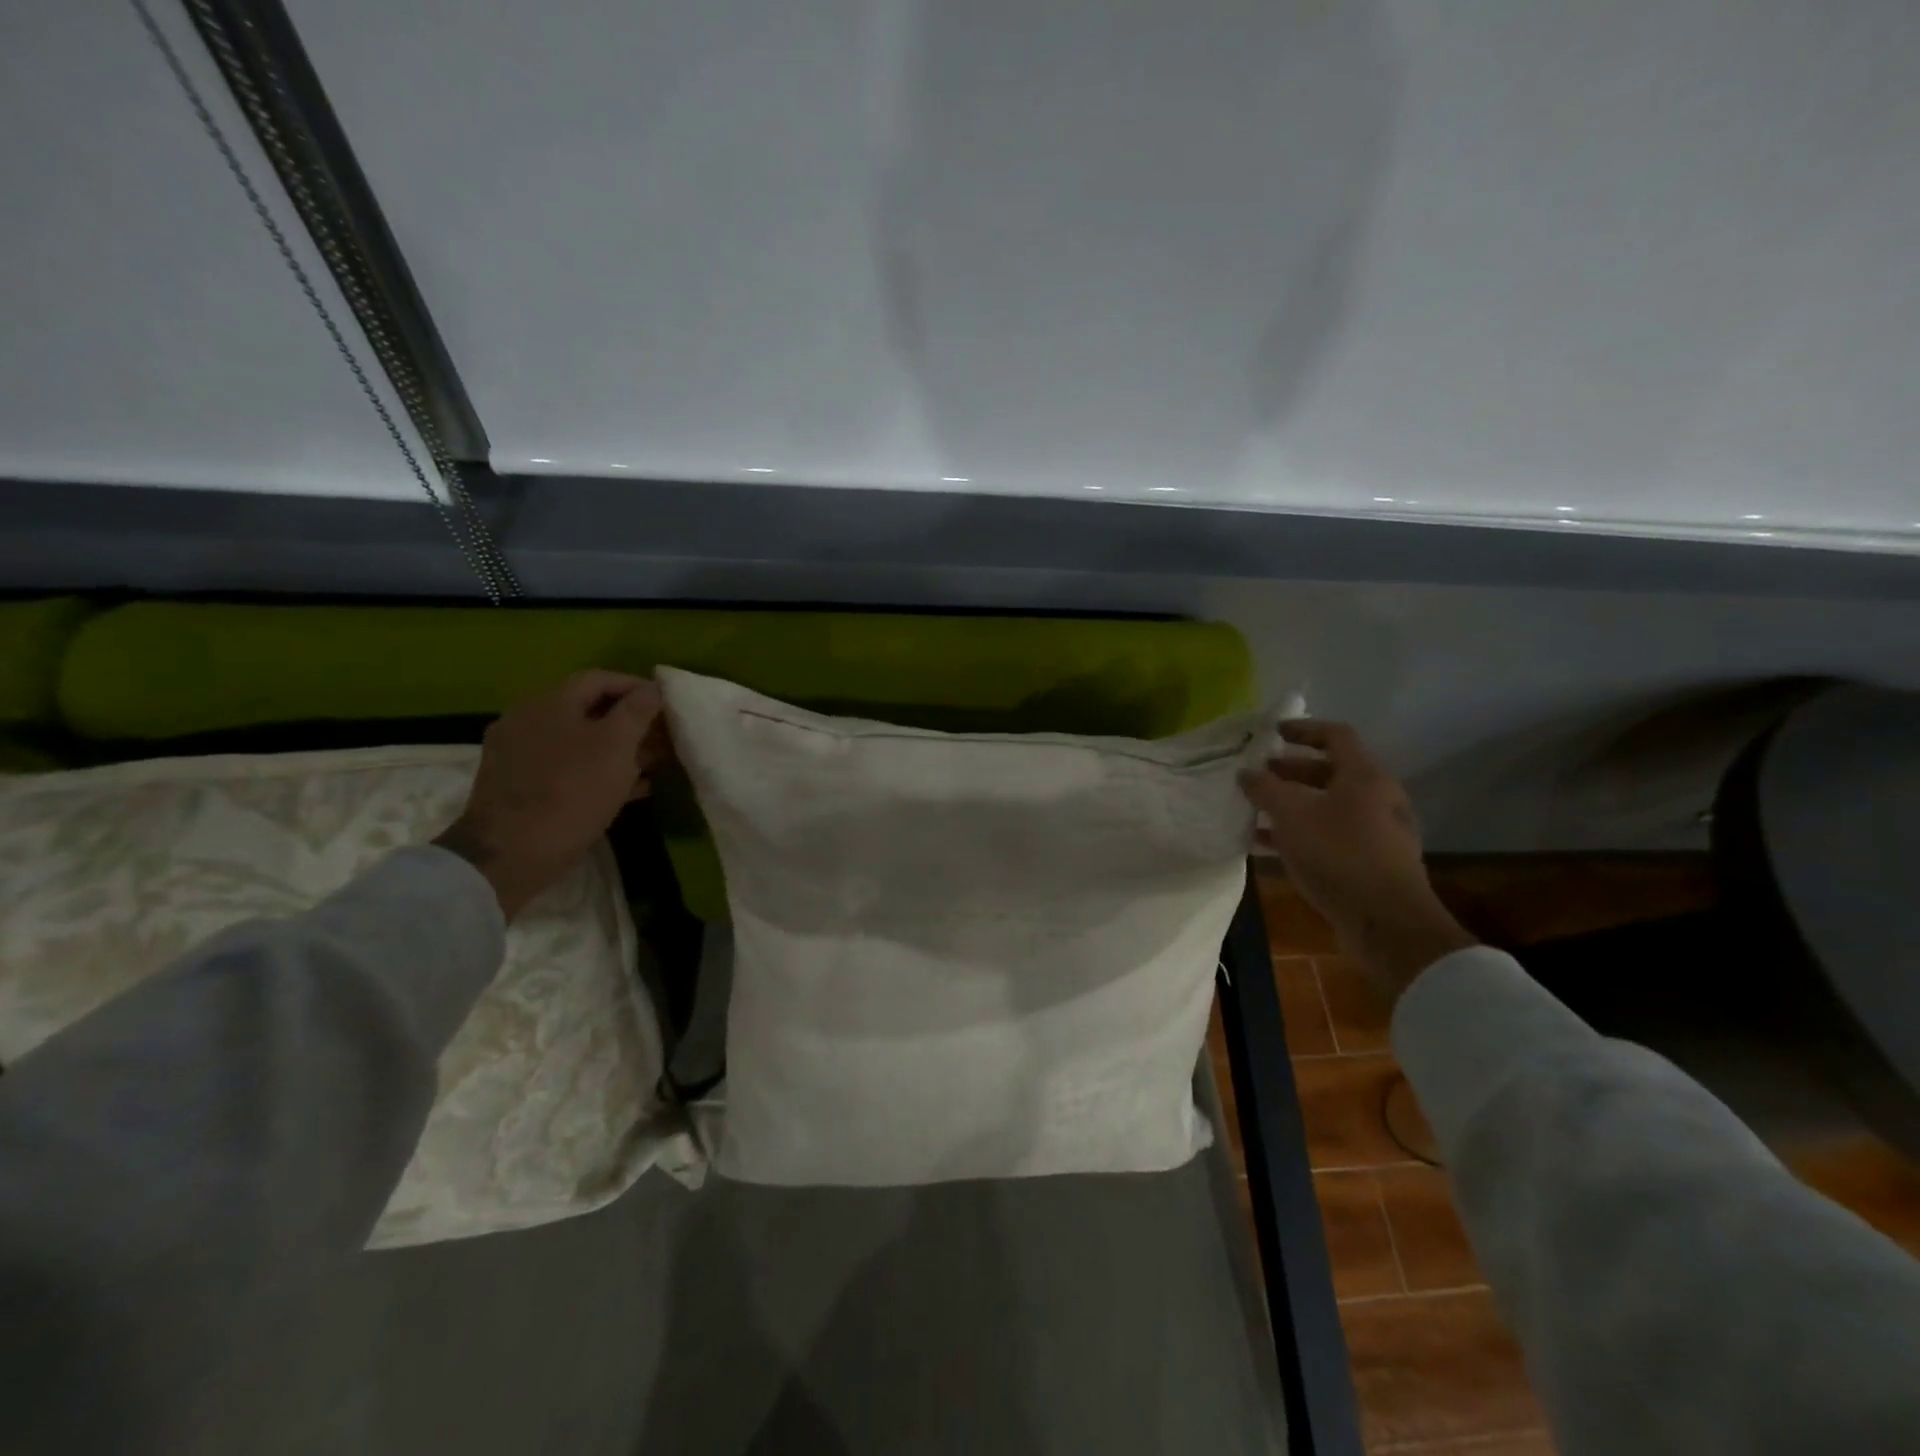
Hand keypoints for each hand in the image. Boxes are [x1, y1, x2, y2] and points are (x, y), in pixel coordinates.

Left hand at [435, 671, 665, 920]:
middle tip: (661, 738)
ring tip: (649, 765)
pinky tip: (623, 789)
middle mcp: (527, 718)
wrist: (509, 855)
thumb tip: (651, 689)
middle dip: (628, 721)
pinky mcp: (517, 784)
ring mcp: (518, 752)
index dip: (636, 687)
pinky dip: (595, 769)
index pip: (599, 679)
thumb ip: (637, 712)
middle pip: (587, 709)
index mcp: (549, 702)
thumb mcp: (616, 747)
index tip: (666, 705)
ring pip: (577, 739)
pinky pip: (564, 765)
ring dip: (615, 748)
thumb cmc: (571, 792)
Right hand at [1239, 720, 1475, 1002]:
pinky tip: (1268, 845)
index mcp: (1364, 776)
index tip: (1272, 732)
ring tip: (1256, 810)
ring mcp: (1376, 831)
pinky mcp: (1370, 861)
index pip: (1335, 735)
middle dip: (1291, 770)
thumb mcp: (1291, 815)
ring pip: (1328, 805)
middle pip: (1331, 771)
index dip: (1303, 729)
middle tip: (1259, 775)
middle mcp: (1377, 798)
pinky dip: (1300, 833)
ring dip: (1292, 804)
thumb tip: (1246, 772)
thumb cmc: (1338, 854)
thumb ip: (1265, 788)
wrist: (1385, 922)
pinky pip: (1329, 835)